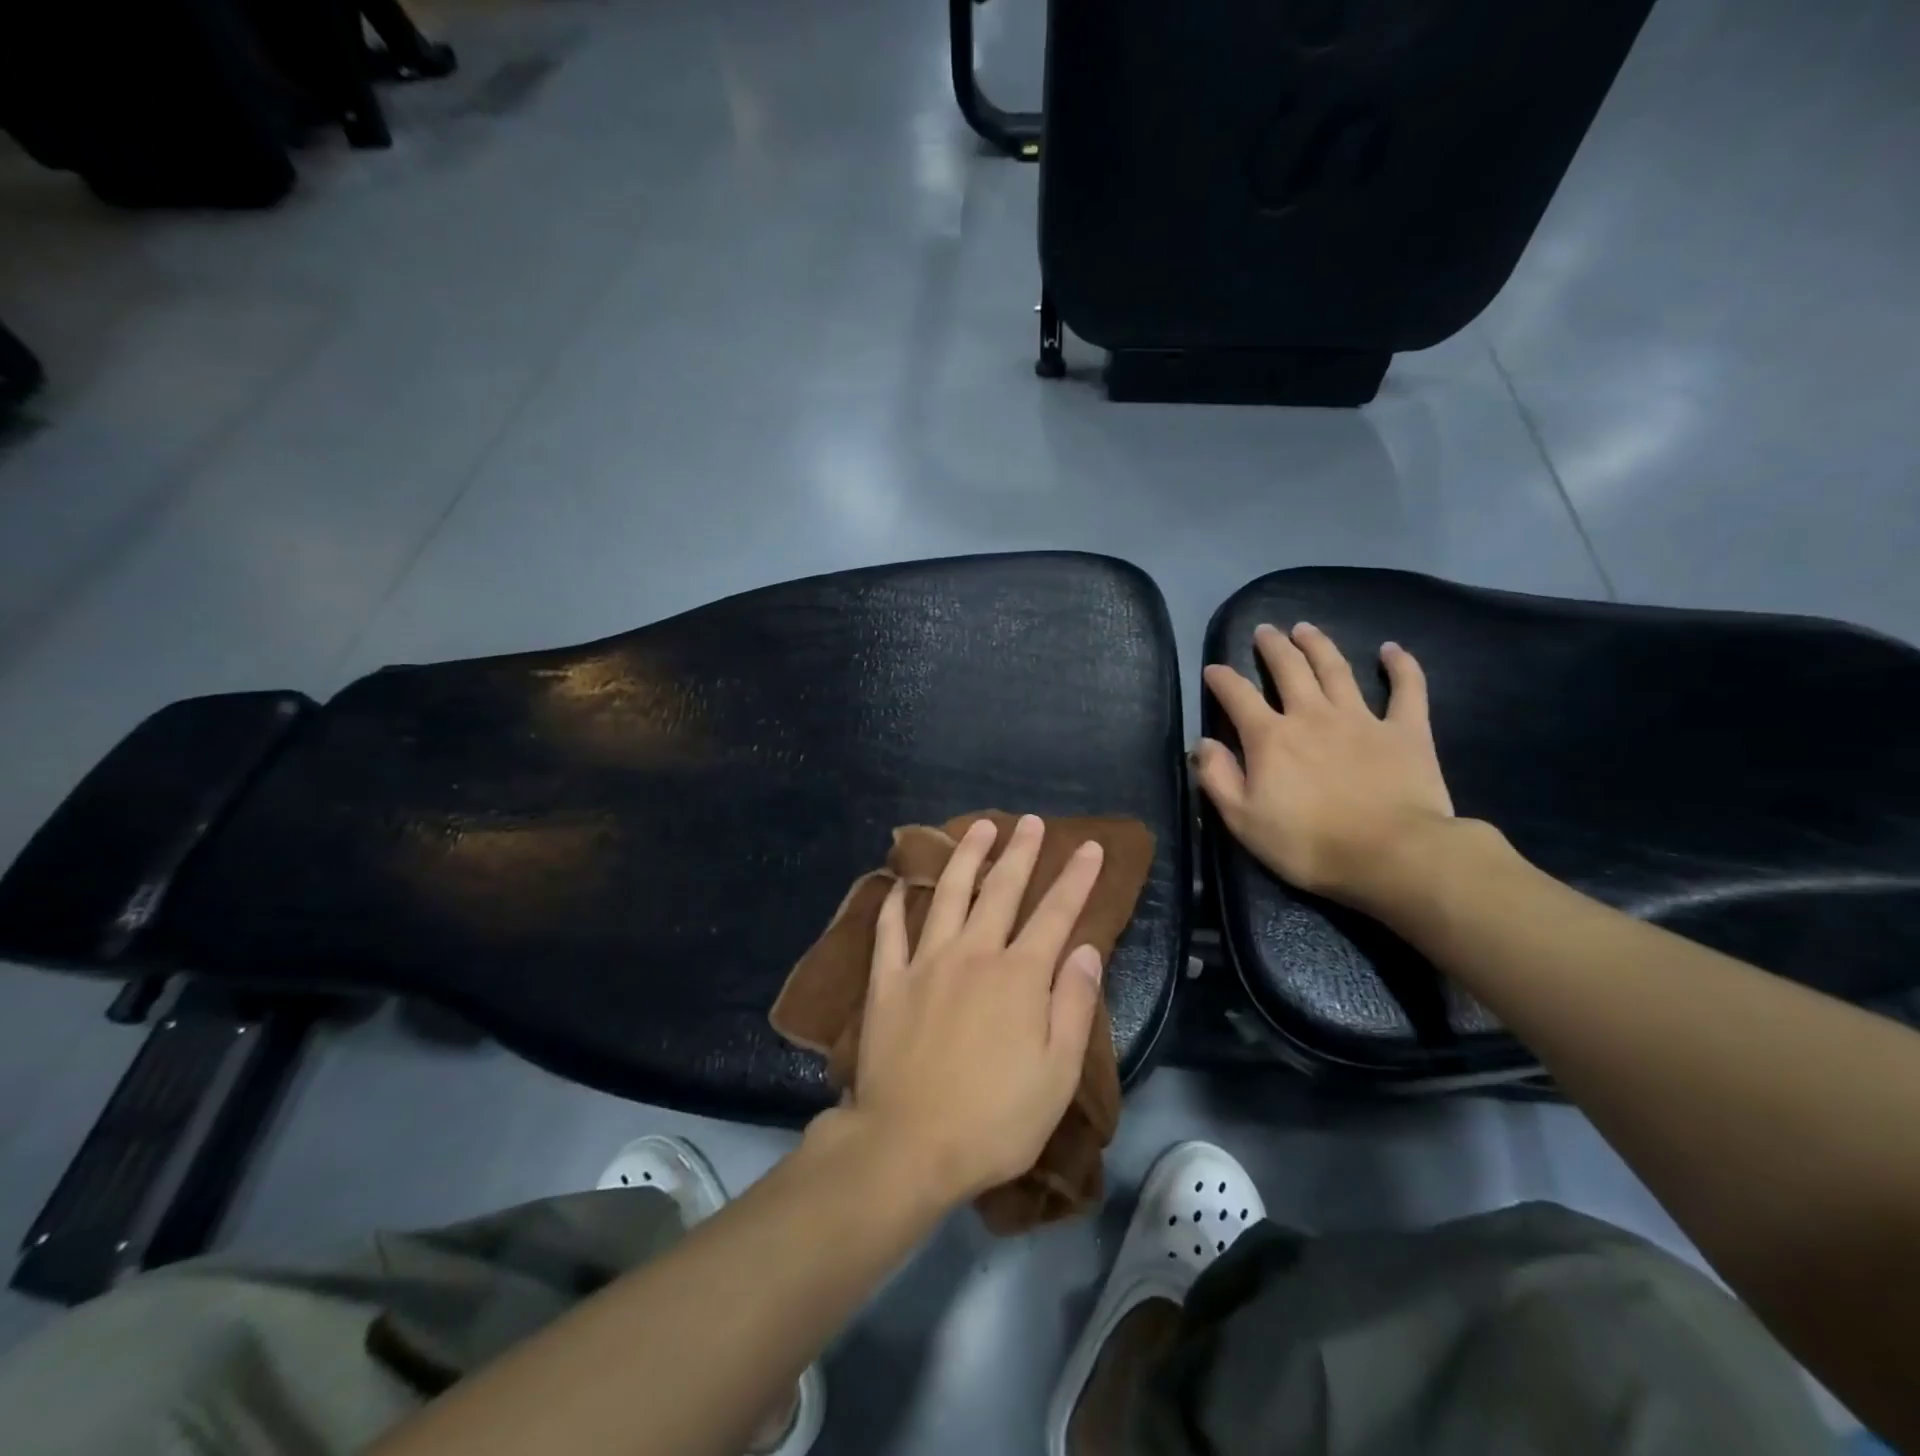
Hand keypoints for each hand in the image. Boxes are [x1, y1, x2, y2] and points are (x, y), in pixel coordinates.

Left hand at [842, 815, 1105, 1206]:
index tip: (1089, 846)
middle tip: (1029, 821)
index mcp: (1019, 975)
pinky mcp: (887, 981)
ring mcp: (925, 962)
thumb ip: (1073, 1004)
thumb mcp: (1056, 1073)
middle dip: (1020, 852)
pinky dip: (895, 904)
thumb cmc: (994, 1118)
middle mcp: (973, 953)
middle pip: (1001, 890)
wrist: (908, 1144)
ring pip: (947, 894)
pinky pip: (890, 931)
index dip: (1076, 877)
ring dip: (965, 857)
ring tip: (979, 828)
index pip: (1056, 913)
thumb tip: (1086, 950)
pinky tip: (900, 884)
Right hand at [1195, 622, 1456, 912]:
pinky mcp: (1405, 731)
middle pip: (1288, 669)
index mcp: (1270, 738)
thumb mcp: (1243, 820)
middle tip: (1264, 631)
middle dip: (1272, 647)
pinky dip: (1400, 666)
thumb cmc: (1307, 844)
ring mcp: (1361, 719)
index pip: (1237, 696)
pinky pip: (1406, 689)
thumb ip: (1218, 778)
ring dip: (1318, 645)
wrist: (1390, 856)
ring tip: (1305, 628)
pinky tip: (1391, 649)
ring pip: (1335, 669)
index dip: (1222, 679)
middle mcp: (1311, 715)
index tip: (1213, 670)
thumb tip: (1203, 744)